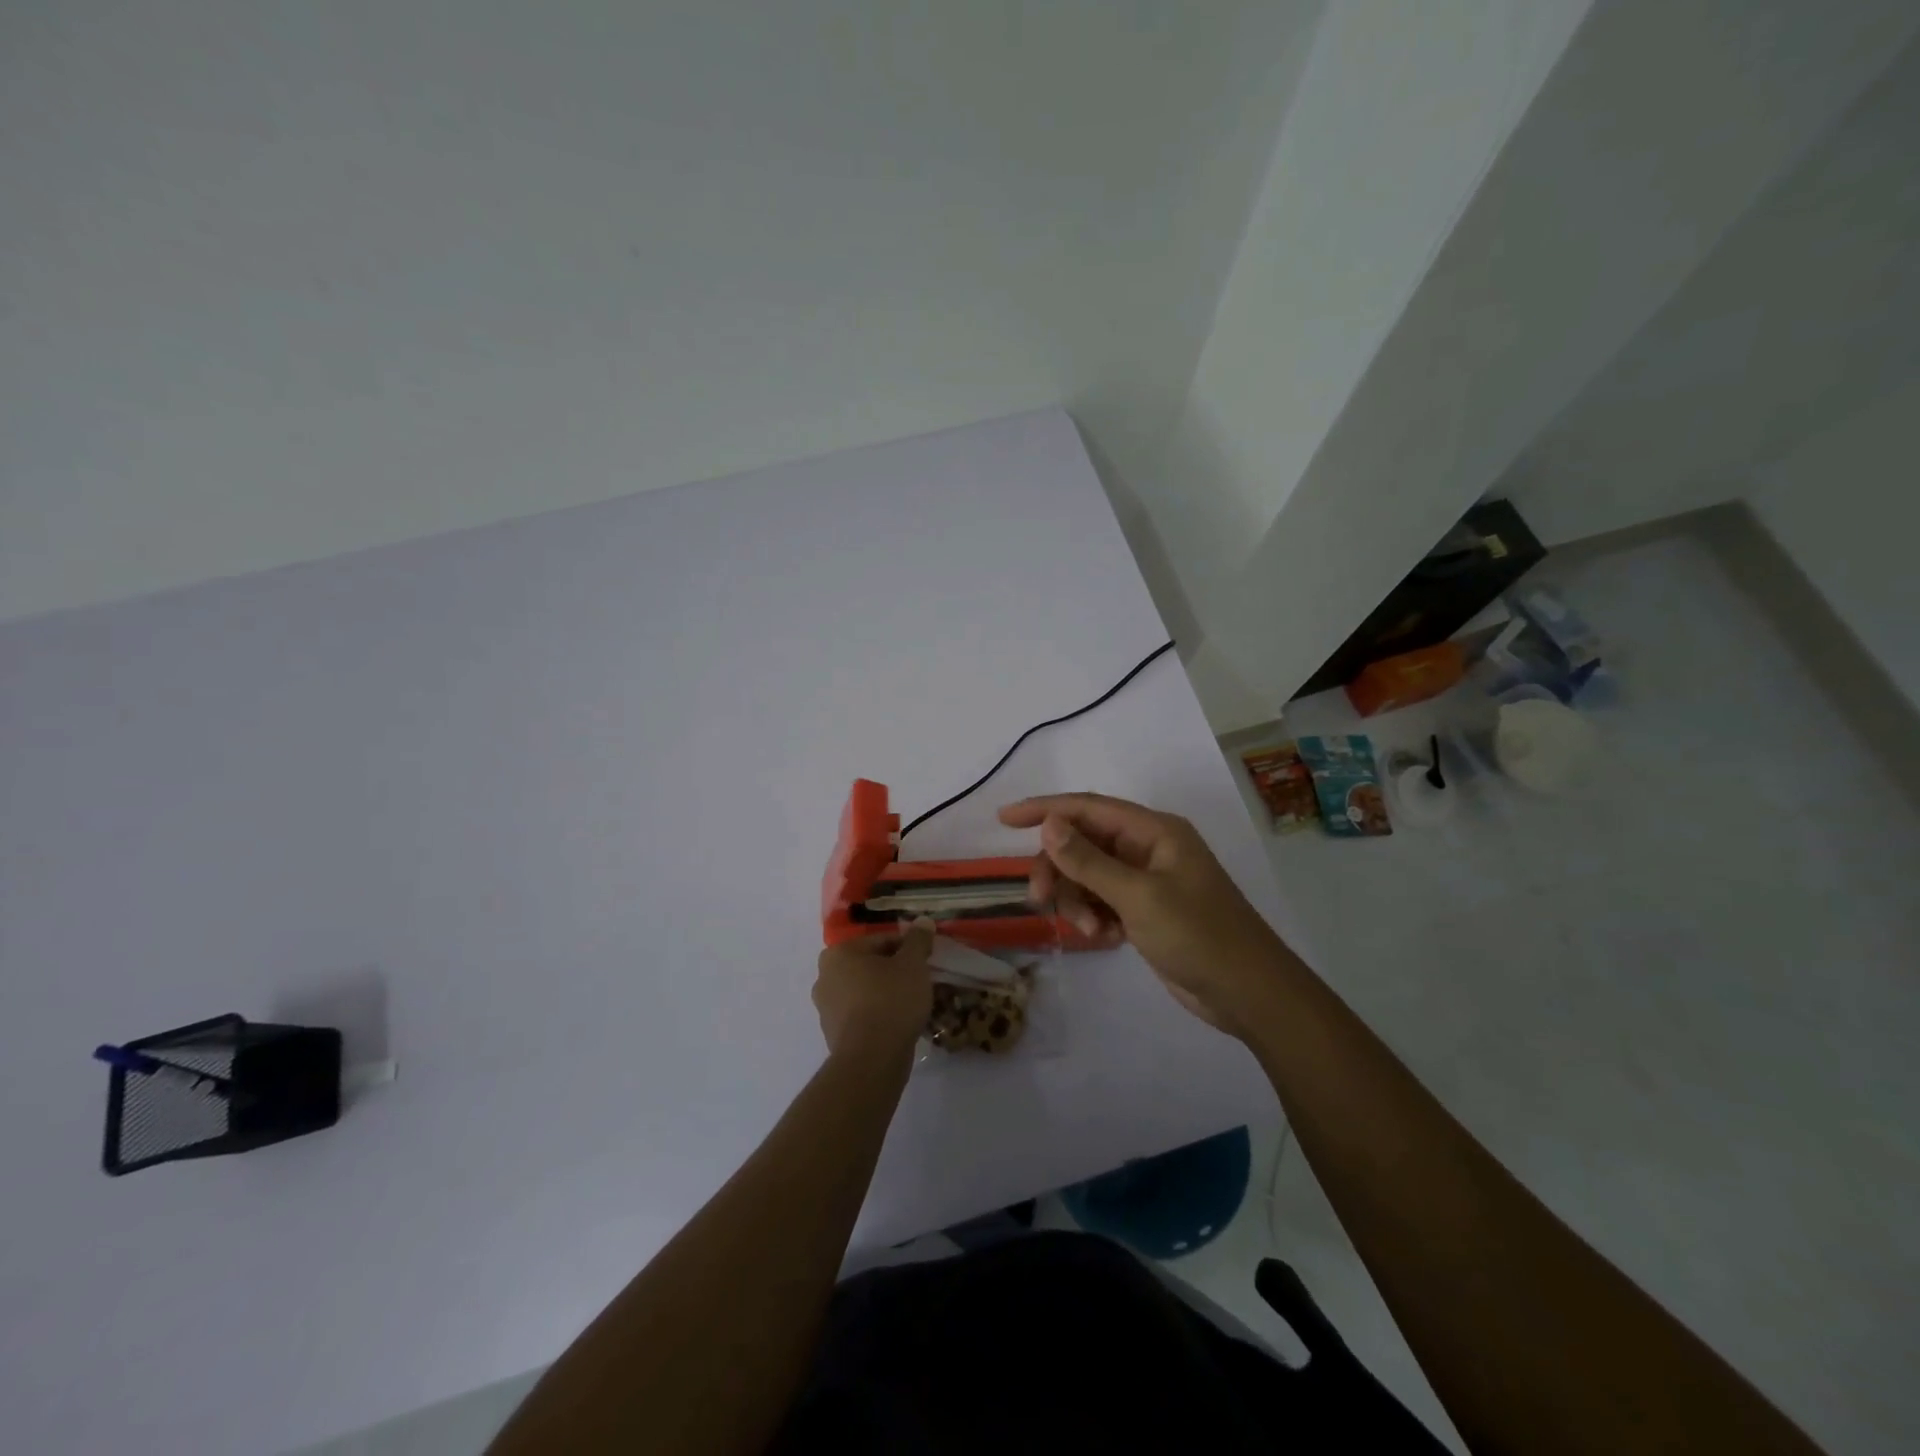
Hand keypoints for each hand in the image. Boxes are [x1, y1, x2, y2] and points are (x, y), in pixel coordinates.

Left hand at [812, 918, 934, 1063]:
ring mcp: (825, 1008)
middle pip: (870, 966)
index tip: (925, 960)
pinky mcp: (832, 1034)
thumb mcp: (912, 964)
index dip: (907, 949)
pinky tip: (897, 1023)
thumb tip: (922, 921)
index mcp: (838, 953)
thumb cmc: (890, 1000)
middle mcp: (824, 977)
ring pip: (864, 991)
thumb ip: (918, 940)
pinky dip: (877, 1015)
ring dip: (885, 993)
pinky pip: (860, 1015)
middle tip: (919, 981)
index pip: (881, 941)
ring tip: (912, 1004)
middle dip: (894, 971)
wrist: (872, 1059)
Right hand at [998, 793, 1286, 1036]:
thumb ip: (1089, 861)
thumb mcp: (1139, 896)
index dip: (1044, 809)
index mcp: (1154, 831)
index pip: (1088, 808)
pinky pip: (1103, 901)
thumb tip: (1049, 824)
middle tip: (1039, 900)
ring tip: (1091, 931)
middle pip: (1083, 844)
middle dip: (1059, 870)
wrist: (1248, 993)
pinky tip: (1106, 938)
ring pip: (1088, 876)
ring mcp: (1147, 881)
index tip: (1004, 818)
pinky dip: (1095, 916)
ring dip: (1078, 900)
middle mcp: (1148, 848)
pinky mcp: (1146, 911)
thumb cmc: (1198, 935)